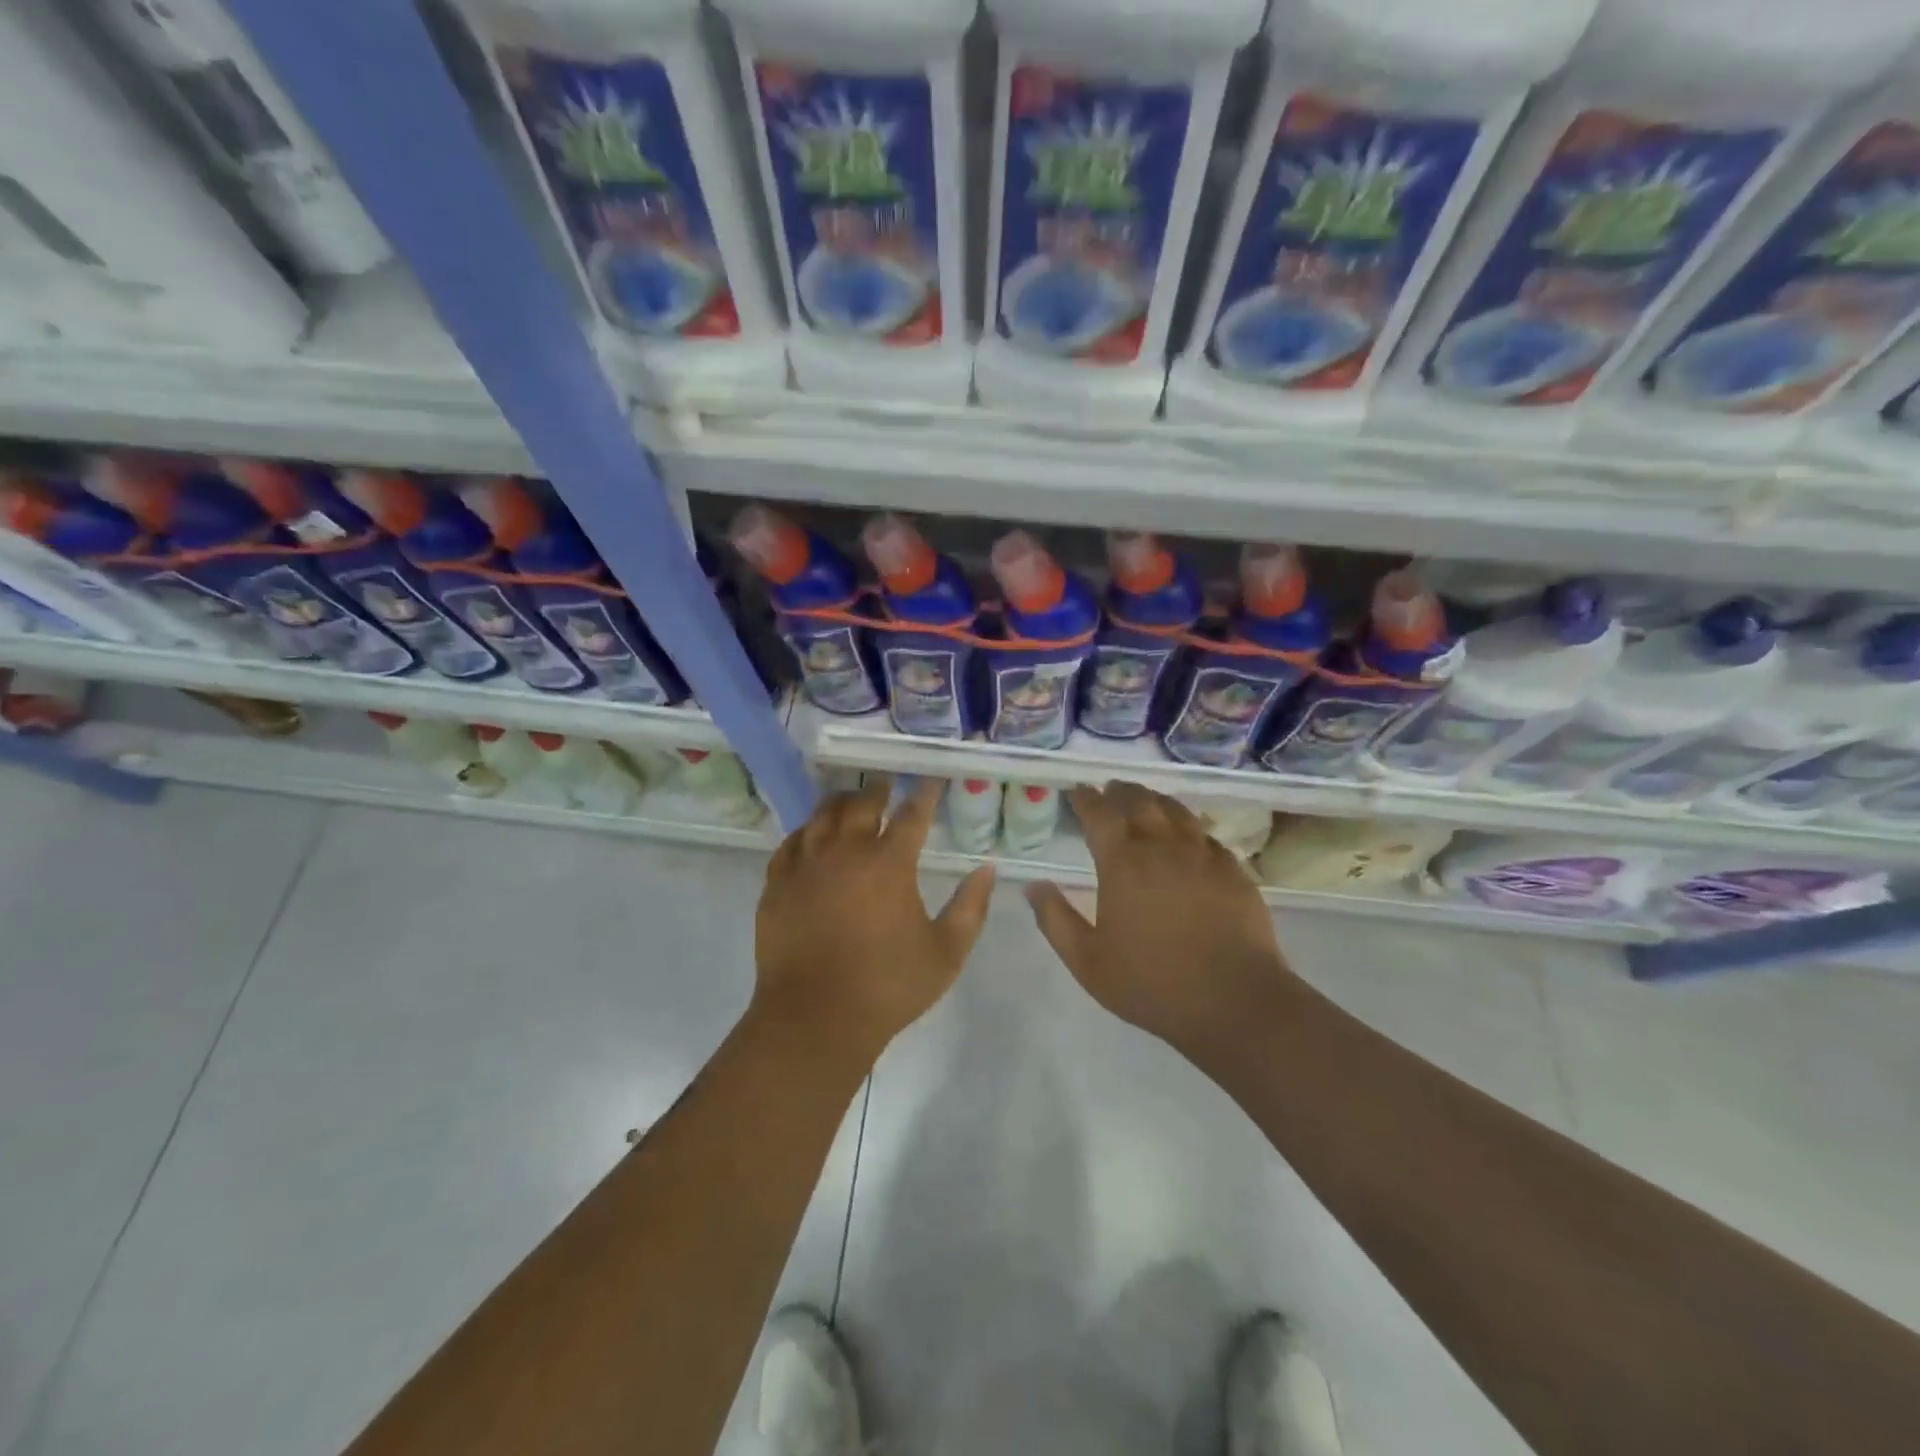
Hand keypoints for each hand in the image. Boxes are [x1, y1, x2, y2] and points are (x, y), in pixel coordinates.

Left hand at [754, 776, 994, 1060]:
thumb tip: (988, 869)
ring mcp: (806, 866)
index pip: (912, 815)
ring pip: (821, 817)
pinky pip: (790, 844)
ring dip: (840, 803)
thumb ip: (971, 907)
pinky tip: (810, 835)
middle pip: (861, 804)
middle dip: (877, 790)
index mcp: (889, 864)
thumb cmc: (888, 986)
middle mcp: (846, 853)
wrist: (815, 1018)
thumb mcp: (946, 952)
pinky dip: (805, 832)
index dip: (924, 795)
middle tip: (885, 784)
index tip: (930, 782)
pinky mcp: (777, 885)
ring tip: (849, 800)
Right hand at [1026, 783, 1293, 1055]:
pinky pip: (1206, 835)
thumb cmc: (1152, 983)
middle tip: (1110, 790)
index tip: (1078, 790)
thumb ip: (1055, 920)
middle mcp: (1162, 847)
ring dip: (1155, 800)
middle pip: (1139, 802)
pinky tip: (1188, 836)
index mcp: (1122, 864)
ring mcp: (1202, 855)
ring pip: (1176, 811)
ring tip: (1146, 800)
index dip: (1086, 799)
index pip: (1099, 814)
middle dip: (1120, 792)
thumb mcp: (1087, 961)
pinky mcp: (1233, 870)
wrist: (1234, 1001)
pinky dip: (1189, 826)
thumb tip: (1033, 884)